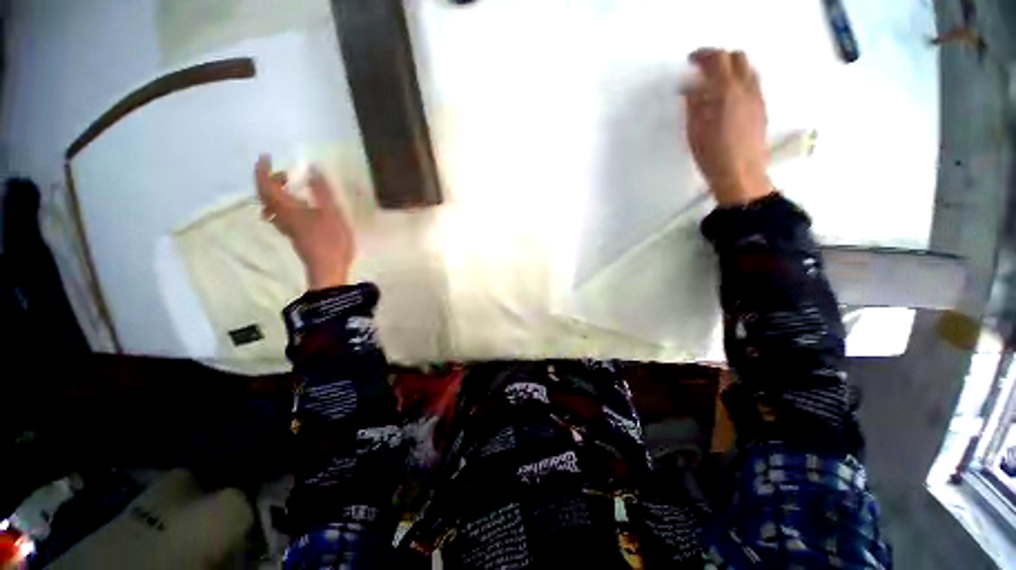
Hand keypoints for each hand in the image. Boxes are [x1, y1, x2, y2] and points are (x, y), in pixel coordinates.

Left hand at [255, 155, 354, 289]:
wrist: (328, 267)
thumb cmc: (330, 239)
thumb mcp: (331, 212)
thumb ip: (322, 190)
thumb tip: (313, 168)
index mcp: (287, 208)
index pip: (265, 185)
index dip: (263, 170)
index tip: (266, 157)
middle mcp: (282, 216)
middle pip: (265, 195)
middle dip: (271, 180)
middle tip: (287, 174)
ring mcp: (287, 227)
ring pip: (272, 206)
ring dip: (276, 192)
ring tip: (292, 187)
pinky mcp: (295, 234)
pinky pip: (281, 214)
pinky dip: (285, 204)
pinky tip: (300, 206)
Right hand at [685, 48, 773, 206]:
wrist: (741, 174)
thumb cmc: (713, 156)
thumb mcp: (694, 132)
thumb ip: (693, 106)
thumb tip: (690, 90)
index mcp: (727, 92)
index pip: (717, 60)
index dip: (703, 55)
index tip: (692, 60)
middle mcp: (746, 89)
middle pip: (737, 58)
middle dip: (719, 58)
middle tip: (703, 68)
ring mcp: (757, 98)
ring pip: (748, 69)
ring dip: (731, 68)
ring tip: (715, 81)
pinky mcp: (762, 109)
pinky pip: (752, 83)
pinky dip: (739, 80)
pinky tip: (728, 96)